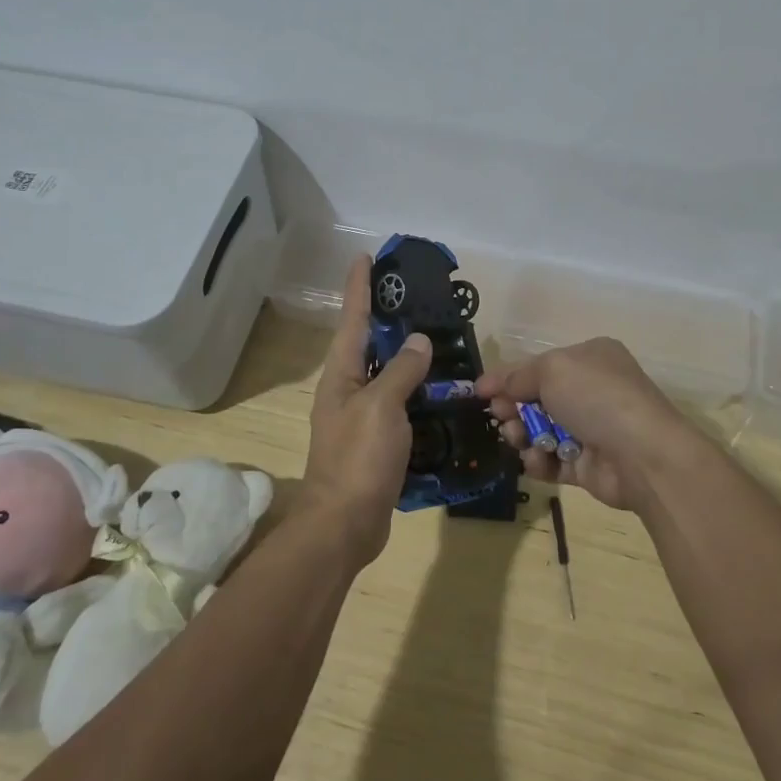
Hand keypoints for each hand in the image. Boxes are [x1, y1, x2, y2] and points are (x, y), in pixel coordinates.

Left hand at [303, 256, 433, 562]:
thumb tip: (419, 342)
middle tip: (415, 295)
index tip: (364, 256)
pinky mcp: (376, 440)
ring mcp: (361, 416)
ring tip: (435, 337)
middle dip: (386, 317)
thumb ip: (401, 371)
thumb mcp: (381, 407)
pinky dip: (416, 391)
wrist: (345, 523)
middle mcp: (347, 389)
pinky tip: (439, 390)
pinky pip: (398, 403)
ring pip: (386, 374)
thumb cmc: (358, 458)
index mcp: (341, 375)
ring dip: (406, 355)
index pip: (353, 319)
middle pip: (368, 343)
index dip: (359, 287)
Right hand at [476, 338, 699, 513]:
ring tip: (517, 440)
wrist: (642, 454)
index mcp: (590, 358)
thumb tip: (490, 385)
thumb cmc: (596, 397)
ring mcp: (592, 429)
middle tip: (500, 417)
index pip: (541, 365)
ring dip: (522, 435)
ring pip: (541, 431)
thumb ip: (517, 376)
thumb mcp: (551, 370)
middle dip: (514, 408)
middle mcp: (592, 390)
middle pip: (538, 399)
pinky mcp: (589, 465)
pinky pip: (552, 461)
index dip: (509, 377)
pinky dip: (539, 462)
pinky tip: (536, 460)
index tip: (480, 393)